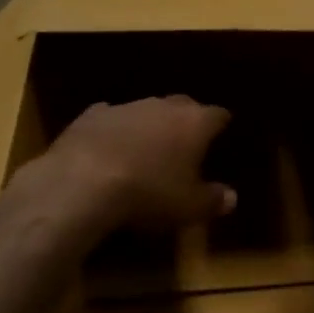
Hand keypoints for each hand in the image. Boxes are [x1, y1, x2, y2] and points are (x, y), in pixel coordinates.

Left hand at [29, 95, 235, 231]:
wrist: (82, 182)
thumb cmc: (149, 193)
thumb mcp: (189, 207)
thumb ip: (213, 200)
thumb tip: (232, 197)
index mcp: (194, 123)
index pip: (217, 115)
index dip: (221, 124)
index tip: (222, 134)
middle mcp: (162, 106)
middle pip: (183, 105)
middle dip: (187, 119)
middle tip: (188, 140)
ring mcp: (125, 107)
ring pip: (146, 109)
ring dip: (150, 124)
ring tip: (148, 147)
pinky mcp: (90, 115)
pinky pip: (110, 118)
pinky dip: (115, 130)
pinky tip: (111, 146)